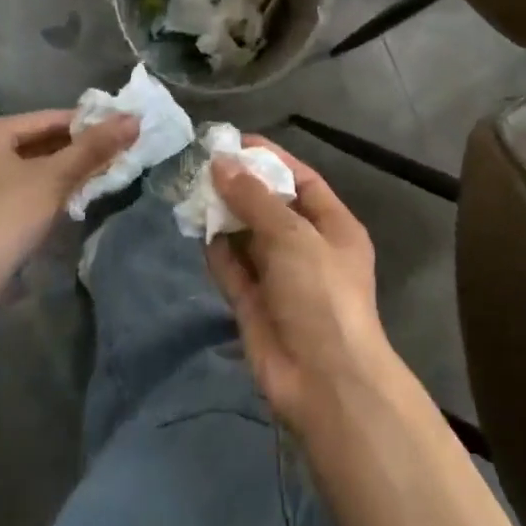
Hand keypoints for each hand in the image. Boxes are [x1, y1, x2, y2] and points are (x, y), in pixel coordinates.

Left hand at [0, 111, 139, 275]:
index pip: (49, 119)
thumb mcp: (56, 178)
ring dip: (61, 171)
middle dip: (75, 151)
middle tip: (114, 155)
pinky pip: (16, 186)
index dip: (88, 125)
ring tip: (98, 176)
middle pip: (37, 142)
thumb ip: (94, 148)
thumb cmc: (6, 216)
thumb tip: (134, 119)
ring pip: (27, 166)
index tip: (120, 132)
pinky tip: (68, 199)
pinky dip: (42, 188)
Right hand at [206, 137, 403, 434]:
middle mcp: (308, 248)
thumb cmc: (321, 294)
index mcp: (333, 226)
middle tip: (202, 166)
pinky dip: (217, 251)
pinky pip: (234, 269)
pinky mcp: (255, 305)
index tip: (234, 142)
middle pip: (271, 207)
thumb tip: (221, 163)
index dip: (270, 159)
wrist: (325, 383)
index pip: (301, 180)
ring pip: (248, 237)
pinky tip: (197, 230)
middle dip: (240, 187)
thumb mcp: (293, 236)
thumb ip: (255, 199)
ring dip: (224, 217)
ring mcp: (281, 278)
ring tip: (192, 191)